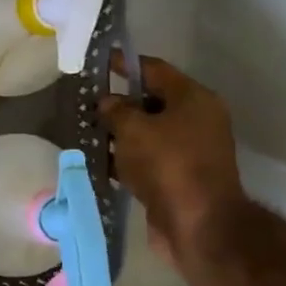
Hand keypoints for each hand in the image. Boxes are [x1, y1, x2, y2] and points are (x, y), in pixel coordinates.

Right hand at [98, 54, 246, 266]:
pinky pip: (147, 159)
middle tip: (87, 102)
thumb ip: (116, 110)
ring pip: (148, 132)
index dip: (125, 64)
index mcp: (193, 99)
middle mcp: (196, 120)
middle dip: (119, 102)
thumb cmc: (168, 165)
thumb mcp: (133, 130)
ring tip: (88, 132)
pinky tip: (100, 161)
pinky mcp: (179, 177)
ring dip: (119, 133)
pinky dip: (125, 158)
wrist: (197, 224)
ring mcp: (189, 150)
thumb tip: (107, 101)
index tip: (100, 61)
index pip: (155, 70)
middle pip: (152, 101)